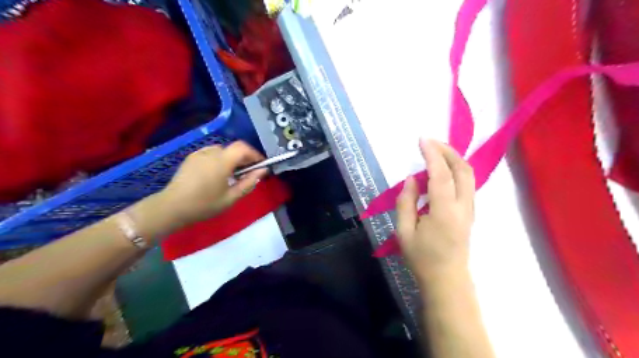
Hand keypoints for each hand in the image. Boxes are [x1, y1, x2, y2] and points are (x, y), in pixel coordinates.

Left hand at [163, 142, 269, 225]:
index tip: (260, 165)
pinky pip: (211, 153)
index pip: (243, 148)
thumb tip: (262, 171)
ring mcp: (199, 154)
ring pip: (222, 150)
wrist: (172, 207)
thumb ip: (249, 182)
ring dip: (232, 158)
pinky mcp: (191, 157)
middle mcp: (211, 153)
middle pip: (233, 148)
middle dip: (244, 157)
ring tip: (232, 174)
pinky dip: (219, 159)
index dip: (255, 154)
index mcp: (222, 161)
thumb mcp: (231, 197)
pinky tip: (216, 173)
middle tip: (248, 172)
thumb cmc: (204, 204)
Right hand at [398, 139, 475, 282]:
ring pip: (469, 175)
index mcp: (444, 212)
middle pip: (462, 169)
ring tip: (435, 151)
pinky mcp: (470, 212)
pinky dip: (456, 169)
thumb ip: (406, 202)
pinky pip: (467, 183)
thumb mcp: (404, 232)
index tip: (422, 140)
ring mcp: (470, 209)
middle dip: (448, 150)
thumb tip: (411, 179)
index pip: (440, 174)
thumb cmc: (422, 258)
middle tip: (430, 142)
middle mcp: (463, 206)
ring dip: (454, 158)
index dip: (432, 154)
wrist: (447, 280)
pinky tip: (442, 170)